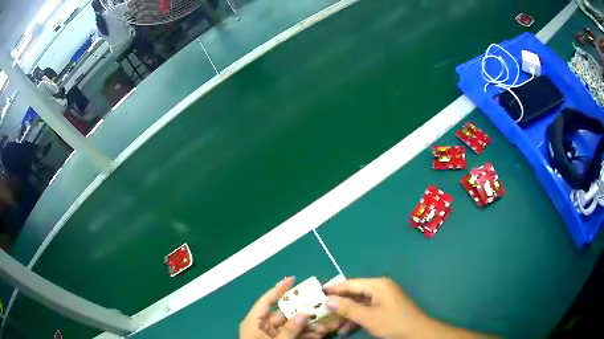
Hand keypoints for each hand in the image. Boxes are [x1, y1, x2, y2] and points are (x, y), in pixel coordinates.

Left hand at [240, 277, 337, 338]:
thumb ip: (289, 329)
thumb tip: (304, 313)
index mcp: (255, 322)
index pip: (266, 301)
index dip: (279, 289)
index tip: (293, 278)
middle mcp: (264, 327)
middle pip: (284, 313)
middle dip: (303, 310)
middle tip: (320, 303)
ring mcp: (274, 336)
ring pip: (294, 325)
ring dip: (309, 324)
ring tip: (326, 321)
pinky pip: (297, 335)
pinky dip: (308, 334)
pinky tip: (321, 333)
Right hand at [325, 277, 428, 337]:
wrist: (417, 332)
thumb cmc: (393, 322)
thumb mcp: (368, 317)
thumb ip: (347, 308)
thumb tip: (328, 300)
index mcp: (377, 285)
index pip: (350, 284)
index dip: (333, 288)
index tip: (317, 293)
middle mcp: (380, 288)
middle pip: (354, 294)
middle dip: (339, 304)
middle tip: (322, 311)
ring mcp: (383, 298)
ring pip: (359, 304)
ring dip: (347, 314)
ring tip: (332, 325)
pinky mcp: (386, 308)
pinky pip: (366, 310)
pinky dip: (356, 318)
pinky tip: (346, 329)